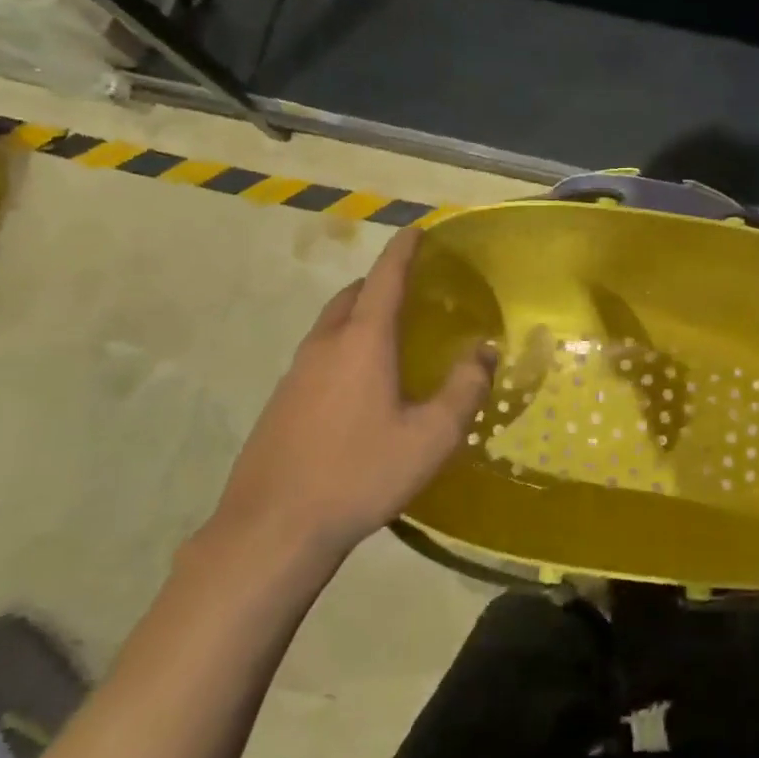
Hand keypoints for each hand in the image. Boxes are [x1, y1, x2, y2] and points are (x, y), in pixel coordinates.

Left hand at [201, 228, 493, 595]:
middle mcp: (325, 346)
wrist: (274, 527)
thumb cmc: (361, 473)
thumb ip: (464, 388)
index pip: (385, 278)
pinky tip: (361, 385)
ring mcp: (296, 373)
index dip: (403, 250)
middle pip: (352, 295)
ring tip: (391, 335)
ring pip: (331, 325)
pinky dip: (344, 347)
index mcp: (362, 342)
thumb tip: (484, 351)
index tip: (417, 230)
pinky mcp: (281, 401)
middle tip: (412, 290)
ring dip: (359, 315)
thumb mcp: (431, 436)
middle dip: (381, 282)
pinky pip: (319, 355)